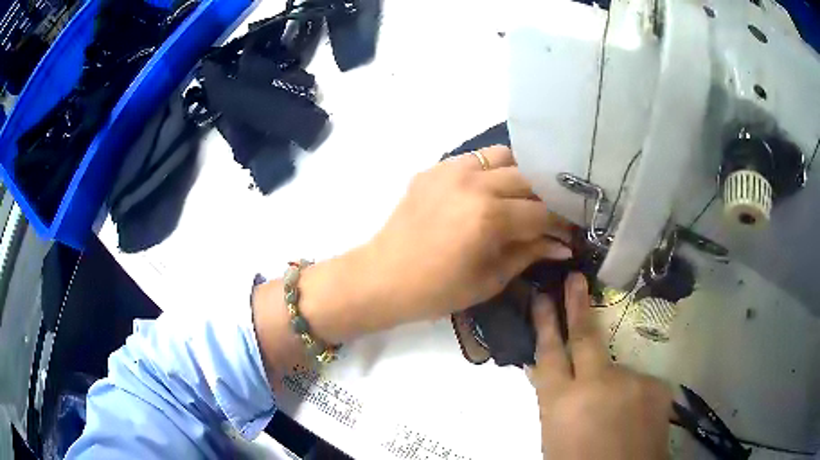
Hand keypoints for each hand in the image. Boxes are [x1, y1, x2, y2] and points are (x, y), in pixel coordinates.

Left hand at [360, 145, 571, 327]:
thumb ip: (529, 253)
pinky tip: (490, 191)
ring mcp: (451, 170)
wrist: (384, 277)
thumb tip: (563, 245)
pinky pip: (474, 159)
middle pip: (528, 179)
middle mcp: (474, 183)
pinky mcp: (434, 168)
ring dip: (519, 175)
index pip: (541, 213)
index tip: (571, 232)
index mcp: (488, 216)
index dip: (562, 224)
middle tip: (551, 215)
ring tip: (522, 197)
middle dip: (546, 198)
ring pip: (503, 157)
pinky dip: (491, 170)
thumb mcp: (490, 279)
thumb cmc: (437, 290)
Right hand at [529, 274, 672, 459]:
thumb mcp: (554, 437)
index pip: (549, 354)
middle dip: (577, 306)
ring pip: (614, 368)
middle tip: (575, 279)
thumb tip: (544, 370)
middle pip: (584, 337)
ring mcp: (632, 381)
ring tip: (610, 412)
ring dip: (608, 381)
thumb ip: (552, 401)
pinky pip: (637, 382)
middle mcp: (598, 384)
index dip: (544, 323)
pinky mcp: (656, 385)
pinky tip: (630, 417)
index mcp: (562, 404)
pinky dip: (630, 394)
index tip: (542, 296)